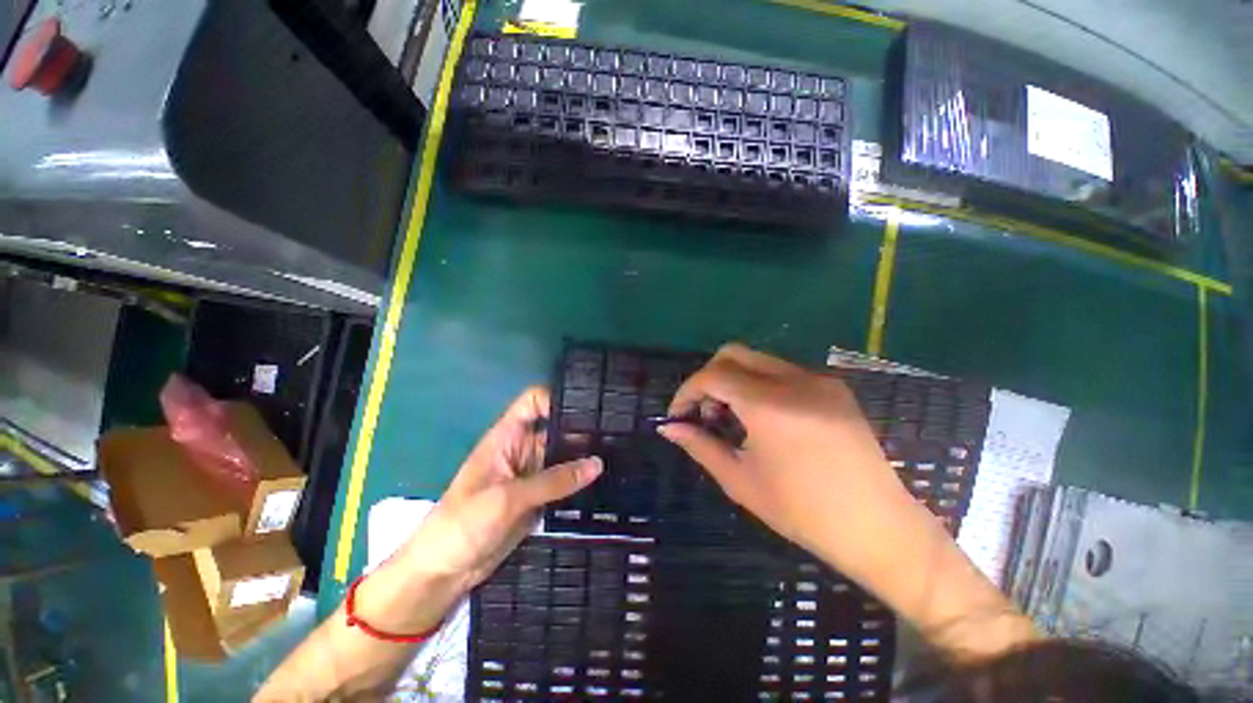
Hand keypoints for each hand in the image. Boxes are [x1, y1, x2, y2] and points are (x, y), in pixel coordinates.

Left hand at [391, 387, 601, 603]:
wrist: (445, 571)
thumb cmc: (464, 523)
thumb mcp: (507, 498)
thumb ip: (554, 481)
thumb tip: (597, 464)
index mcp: (508, 437)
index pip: (533, 402)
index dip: (557, 398)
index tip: (588, 406)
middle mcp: (523, 449)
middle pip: (556, 429)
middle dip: (582, 429)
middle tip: (617, 432)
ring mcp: (533, 474)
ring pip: (564, 456)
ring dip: (585, 456)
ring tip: (619, 453)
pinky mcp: (540, 497)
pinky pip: (565, 482)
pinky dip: (581, 480)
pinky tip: (607, 479)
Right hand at [658, 344, 922, 583]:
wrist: (878, 527)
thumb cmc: (802, 512)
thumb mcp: (740, 480)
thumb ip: (699, 445)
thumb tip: (667, 427)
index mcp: (769, 406)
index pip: (713, 375)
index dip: (687, 391)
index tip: (679, 414)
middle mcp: (795, 380)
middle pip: (733, 354)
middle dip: (709, 378)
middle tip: (705, 412)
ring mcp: (819, 380)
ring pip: (758, 359)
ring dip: (734, 379)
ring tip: (733, 417)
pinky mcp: (834, 387)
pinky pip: (783, 371)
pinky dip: (759, 384)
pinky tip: (764, 418)